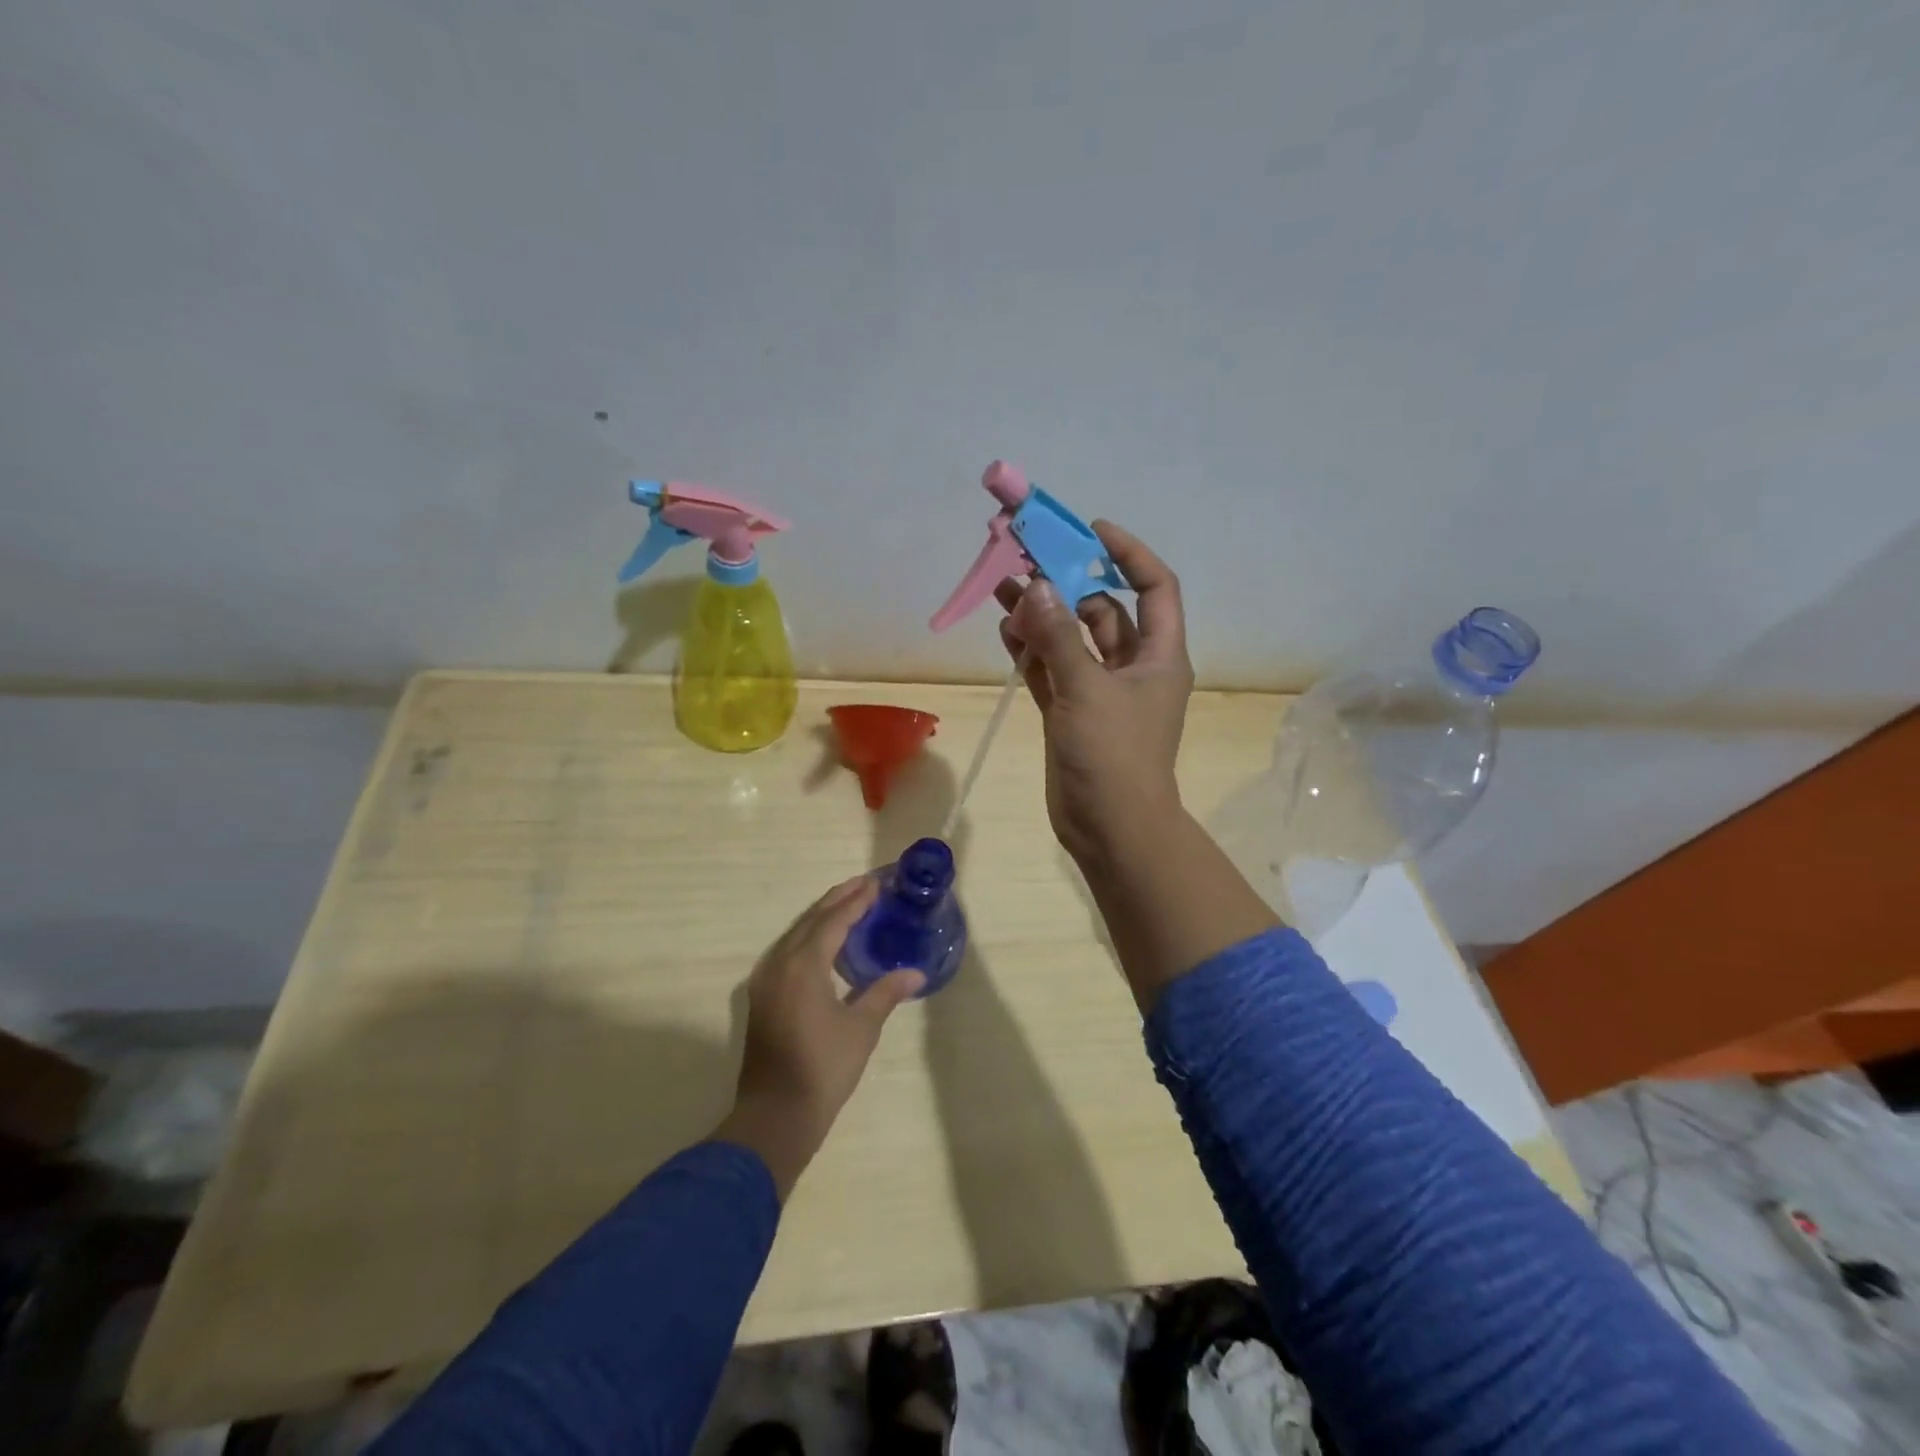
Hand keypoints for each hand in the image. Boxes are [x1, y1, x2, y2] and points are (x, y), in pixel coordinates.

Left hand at [715, 876, 923, 1198]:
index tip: (875, 884)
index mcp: (803, 966)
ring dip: (821, 917)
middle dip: (837, 900)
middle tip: (864, 885)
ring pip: (795, 934)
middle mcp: (779, 964)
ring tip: (848, 905)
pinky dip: (808, 938)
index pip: (832, 921)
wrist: (775, 1116)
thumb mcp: (861, 1029)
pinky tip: (824, 943)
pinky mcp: (762, 997)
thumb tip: (915, 973)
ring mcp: (765, 980)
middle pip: (810, 921)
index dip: (855, 901)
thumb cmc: (823, 1069)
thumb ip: (884, 992)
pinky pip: (787, 951)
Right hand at [995, 520, 1194, 867]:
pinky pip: (1052, 670)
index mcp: (1158, 656)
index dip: (1128, 553)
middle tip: (1028, 559)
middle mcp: (1132, 667)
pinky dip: (1032, 651)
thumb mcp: (1087, 689)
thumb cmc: (1113, 755)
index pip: (1154, 587)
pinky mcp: (1072, 713)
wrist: (1110, 829)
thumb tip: (1035, 586)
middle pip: (1103, 611)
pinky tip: (1005, 630)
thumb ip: (1058, 637)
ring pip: (1071, 640)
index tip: (1090, 531)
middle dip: (1069, 585)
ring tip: (1005, 588)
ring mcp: (1100, 691)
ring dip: (1043, 616)